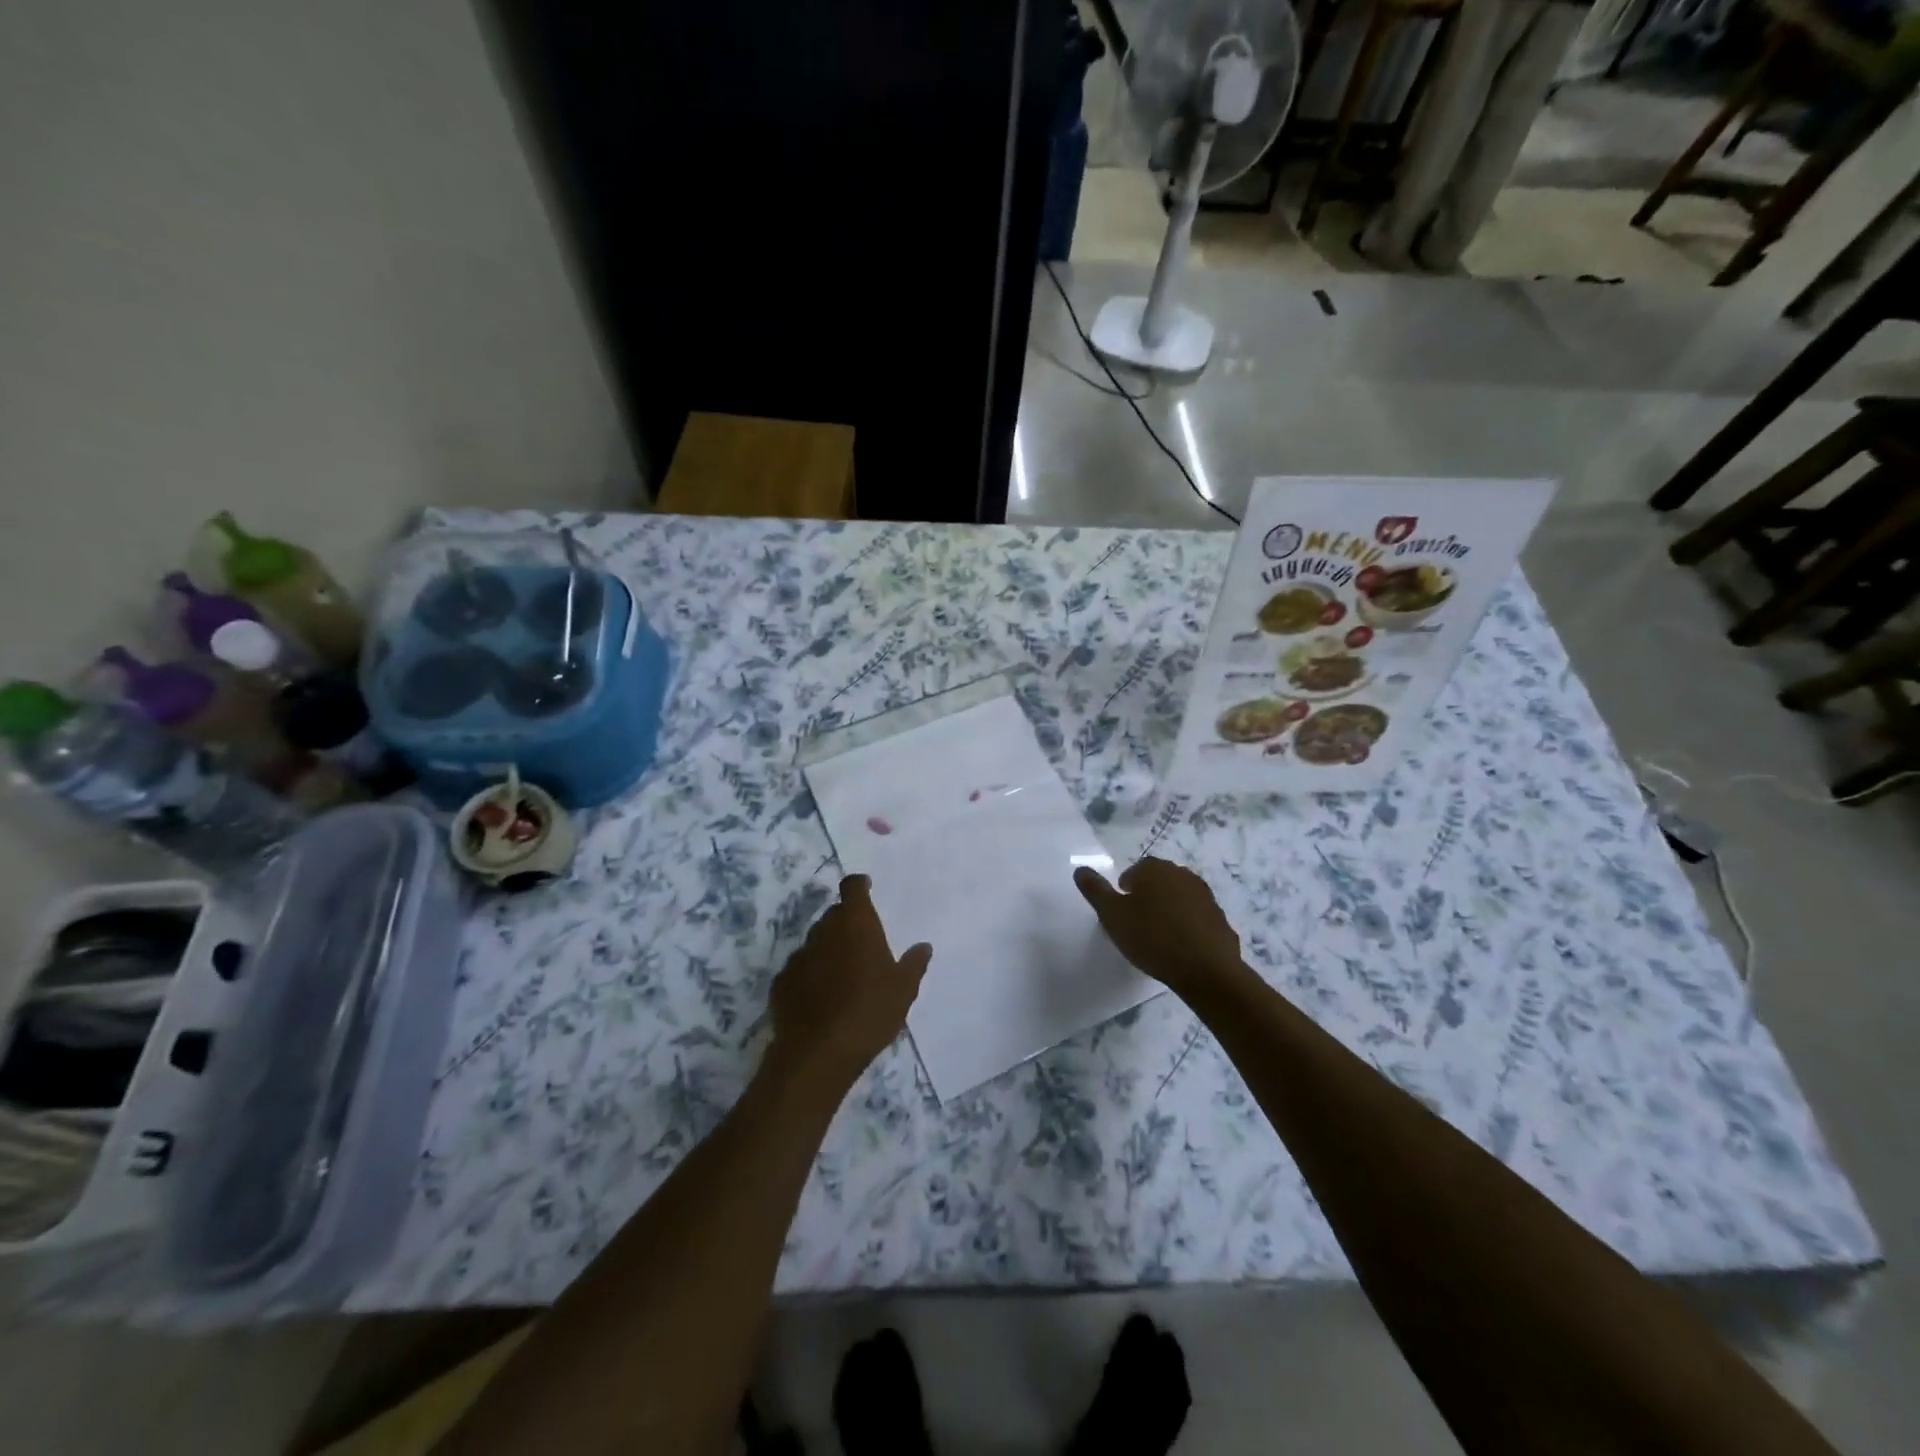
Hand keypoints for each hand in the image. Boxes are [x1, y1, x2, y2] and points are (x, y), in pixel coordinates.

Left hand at [767, 875, 930, 1089]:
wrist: (818, 1053)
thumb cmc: (870, 1012)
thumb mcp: (903, 990)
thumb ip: (914, 964)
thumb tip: (923, 946)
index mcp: (855, 924)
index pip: (852, 888)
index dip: (859, 885)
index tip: (866, 887)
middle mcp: (823, 931)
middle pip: (833, 915)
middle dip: (846, 922)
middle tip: (861, 943)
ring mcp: (798, 956)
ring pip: (815, 942)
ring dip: (827, 950)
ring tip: (842, 975)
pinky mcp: (781, 982)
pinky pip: (799, 970)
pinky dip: (810, 975)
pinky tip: (820, 997)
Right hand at [1074, 857, 1242, 996]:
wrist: (1207, 969)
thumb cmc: (1152, 938)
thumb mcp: (1112, 915)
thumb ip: (1095, 891)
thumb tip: (1080, 869)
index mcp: (1153, 869)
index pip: (1134, 872)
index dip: (1125, 892)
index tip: (1122, 915)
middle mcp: (1181, 874)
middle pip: (1158, 882)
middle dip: (1147, 898)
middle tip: (1137, 926)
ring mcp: (1204, 895)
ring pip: (1178, 898)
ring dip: (1168, 911)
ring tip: (1159, 938)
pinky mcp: (1220, 917)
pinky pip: (1196, 917)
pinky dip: (1188, 927)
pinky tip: (1181, 948)